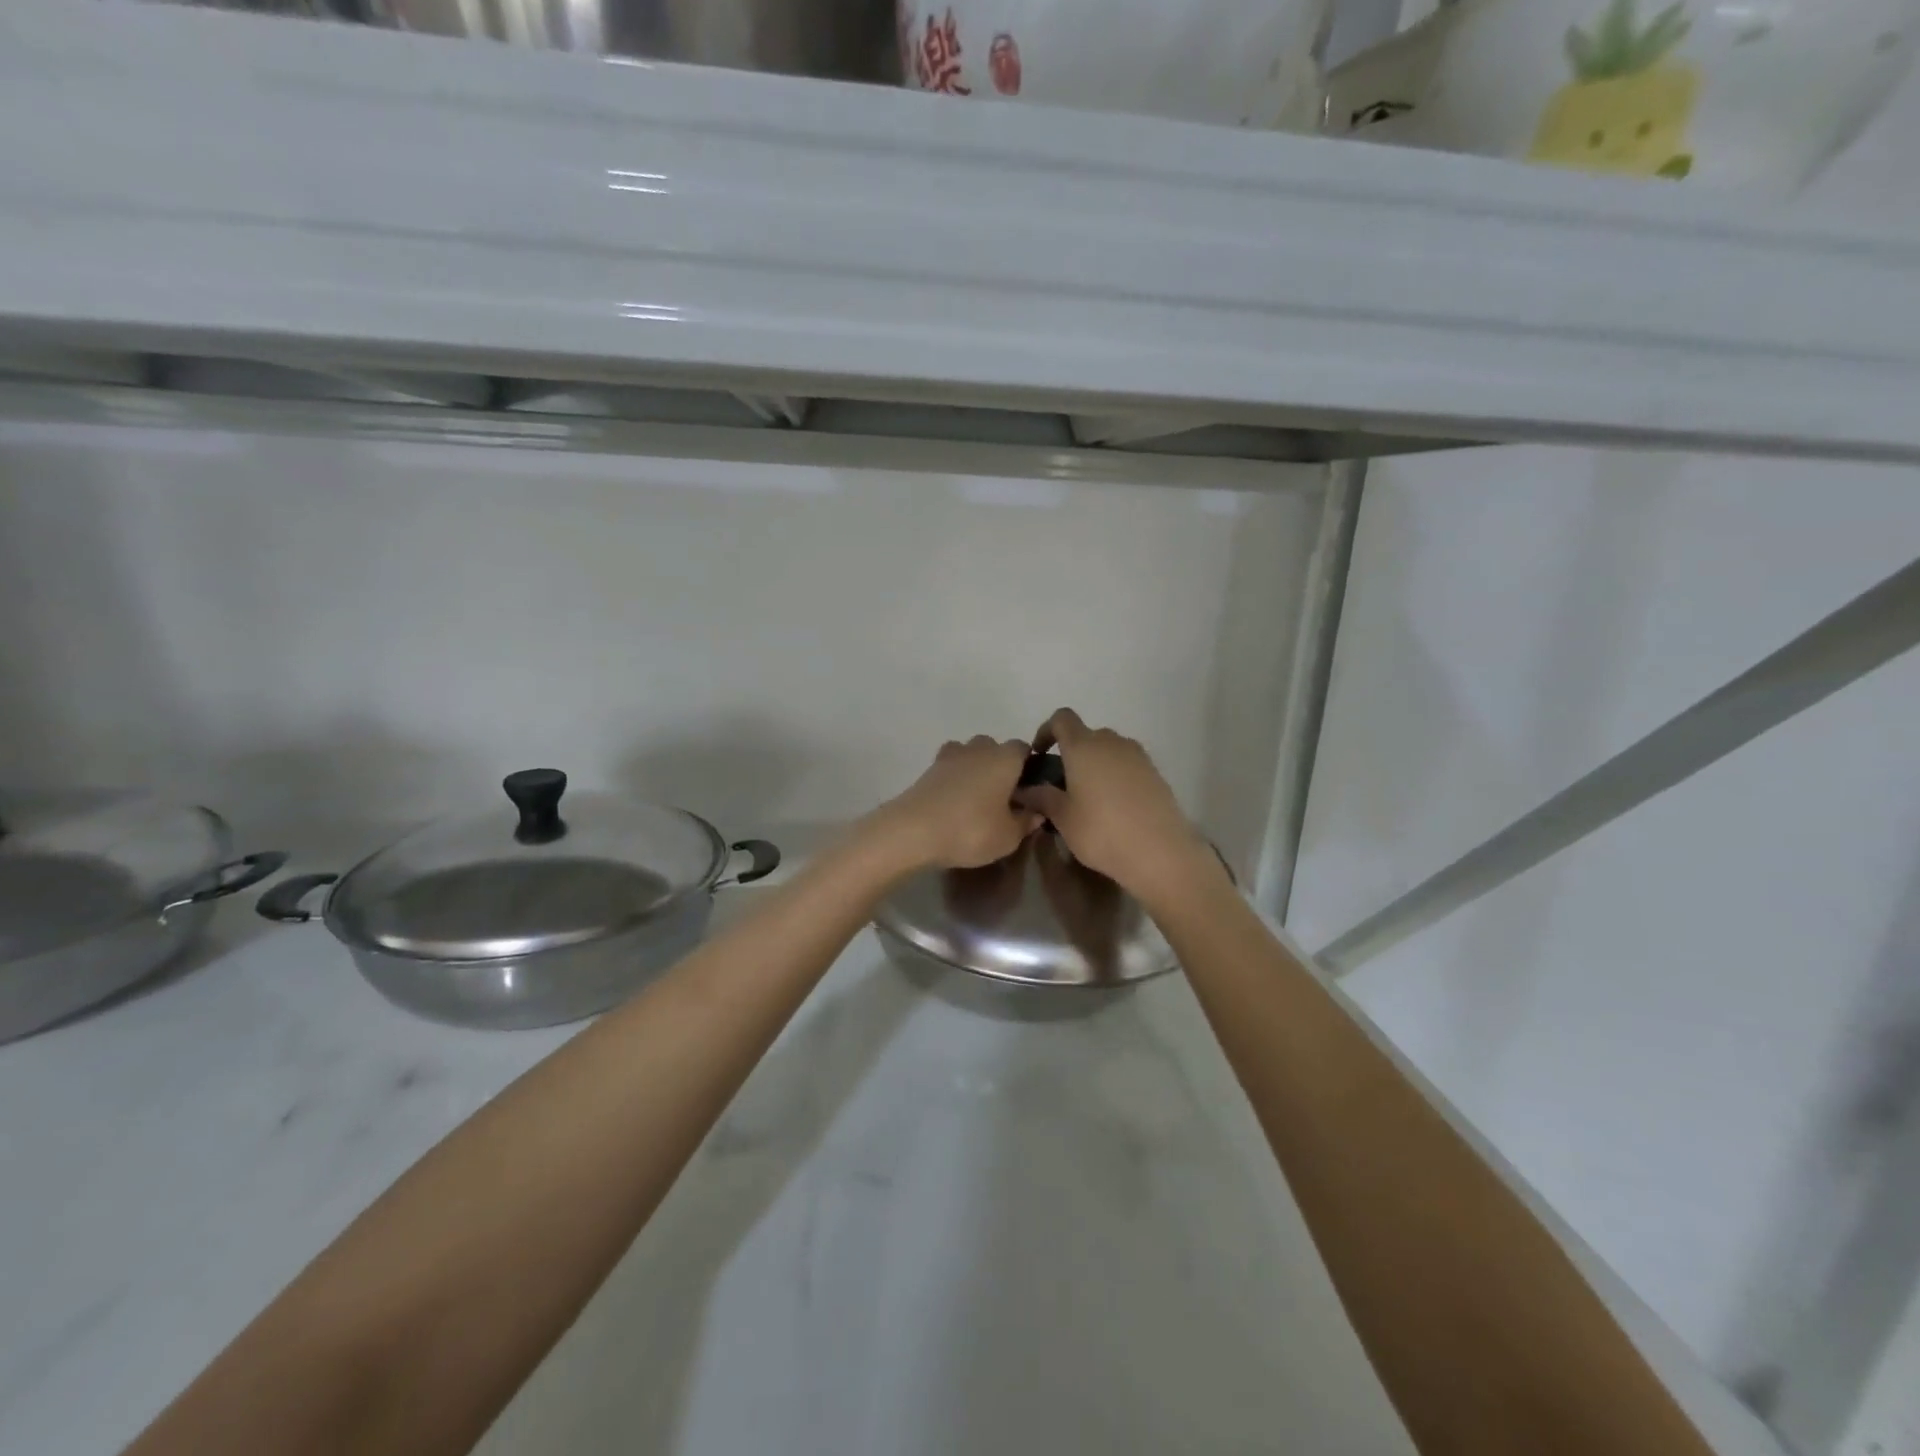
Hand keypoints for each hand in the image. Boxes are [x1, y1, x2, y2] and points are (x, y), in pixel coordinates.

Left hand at [869, 736, 1040, 870]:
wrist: (913, 830)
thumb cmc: (971, 830)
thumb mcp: (1008, 836)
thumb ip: (1026, 821)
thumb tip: (1037, 812)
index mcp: (1005, 758)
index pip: (1024, 749)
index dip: (1029, 766)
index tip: (1030, 789)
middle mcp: (979, 748)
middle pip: (995, 748)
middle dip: (1000, 766)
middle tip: (1003, 797)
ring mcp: (950, 756)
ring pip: (970, 754)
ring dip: (976, 769)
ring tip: (977, 798)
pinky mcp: (928, 769)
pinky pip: (950, 767)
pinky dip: (955, 778)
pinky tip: (955, 799)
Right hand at [1016, 709, 1218, 899]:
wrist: (1160, 852)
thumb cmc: (1102, 832)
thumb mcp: (1063, 818)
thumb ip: (1042, 797)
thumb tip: (1025, 789)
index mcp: (1083, 746)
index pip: (1061, 719)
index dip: (1046, 731)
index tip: (1039, 755)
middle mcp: (1111, 742)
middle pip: (1086, 734)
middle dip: (1072, 752)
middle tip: (1063, 783)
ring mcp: (1137, 755)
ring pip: (1109, 749)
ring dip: (1095, 763)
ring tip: (1089, 796)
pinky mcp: (1155, 772)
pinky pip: (1127, 764)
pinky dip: (1115, 775)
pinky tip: (1114, 805)